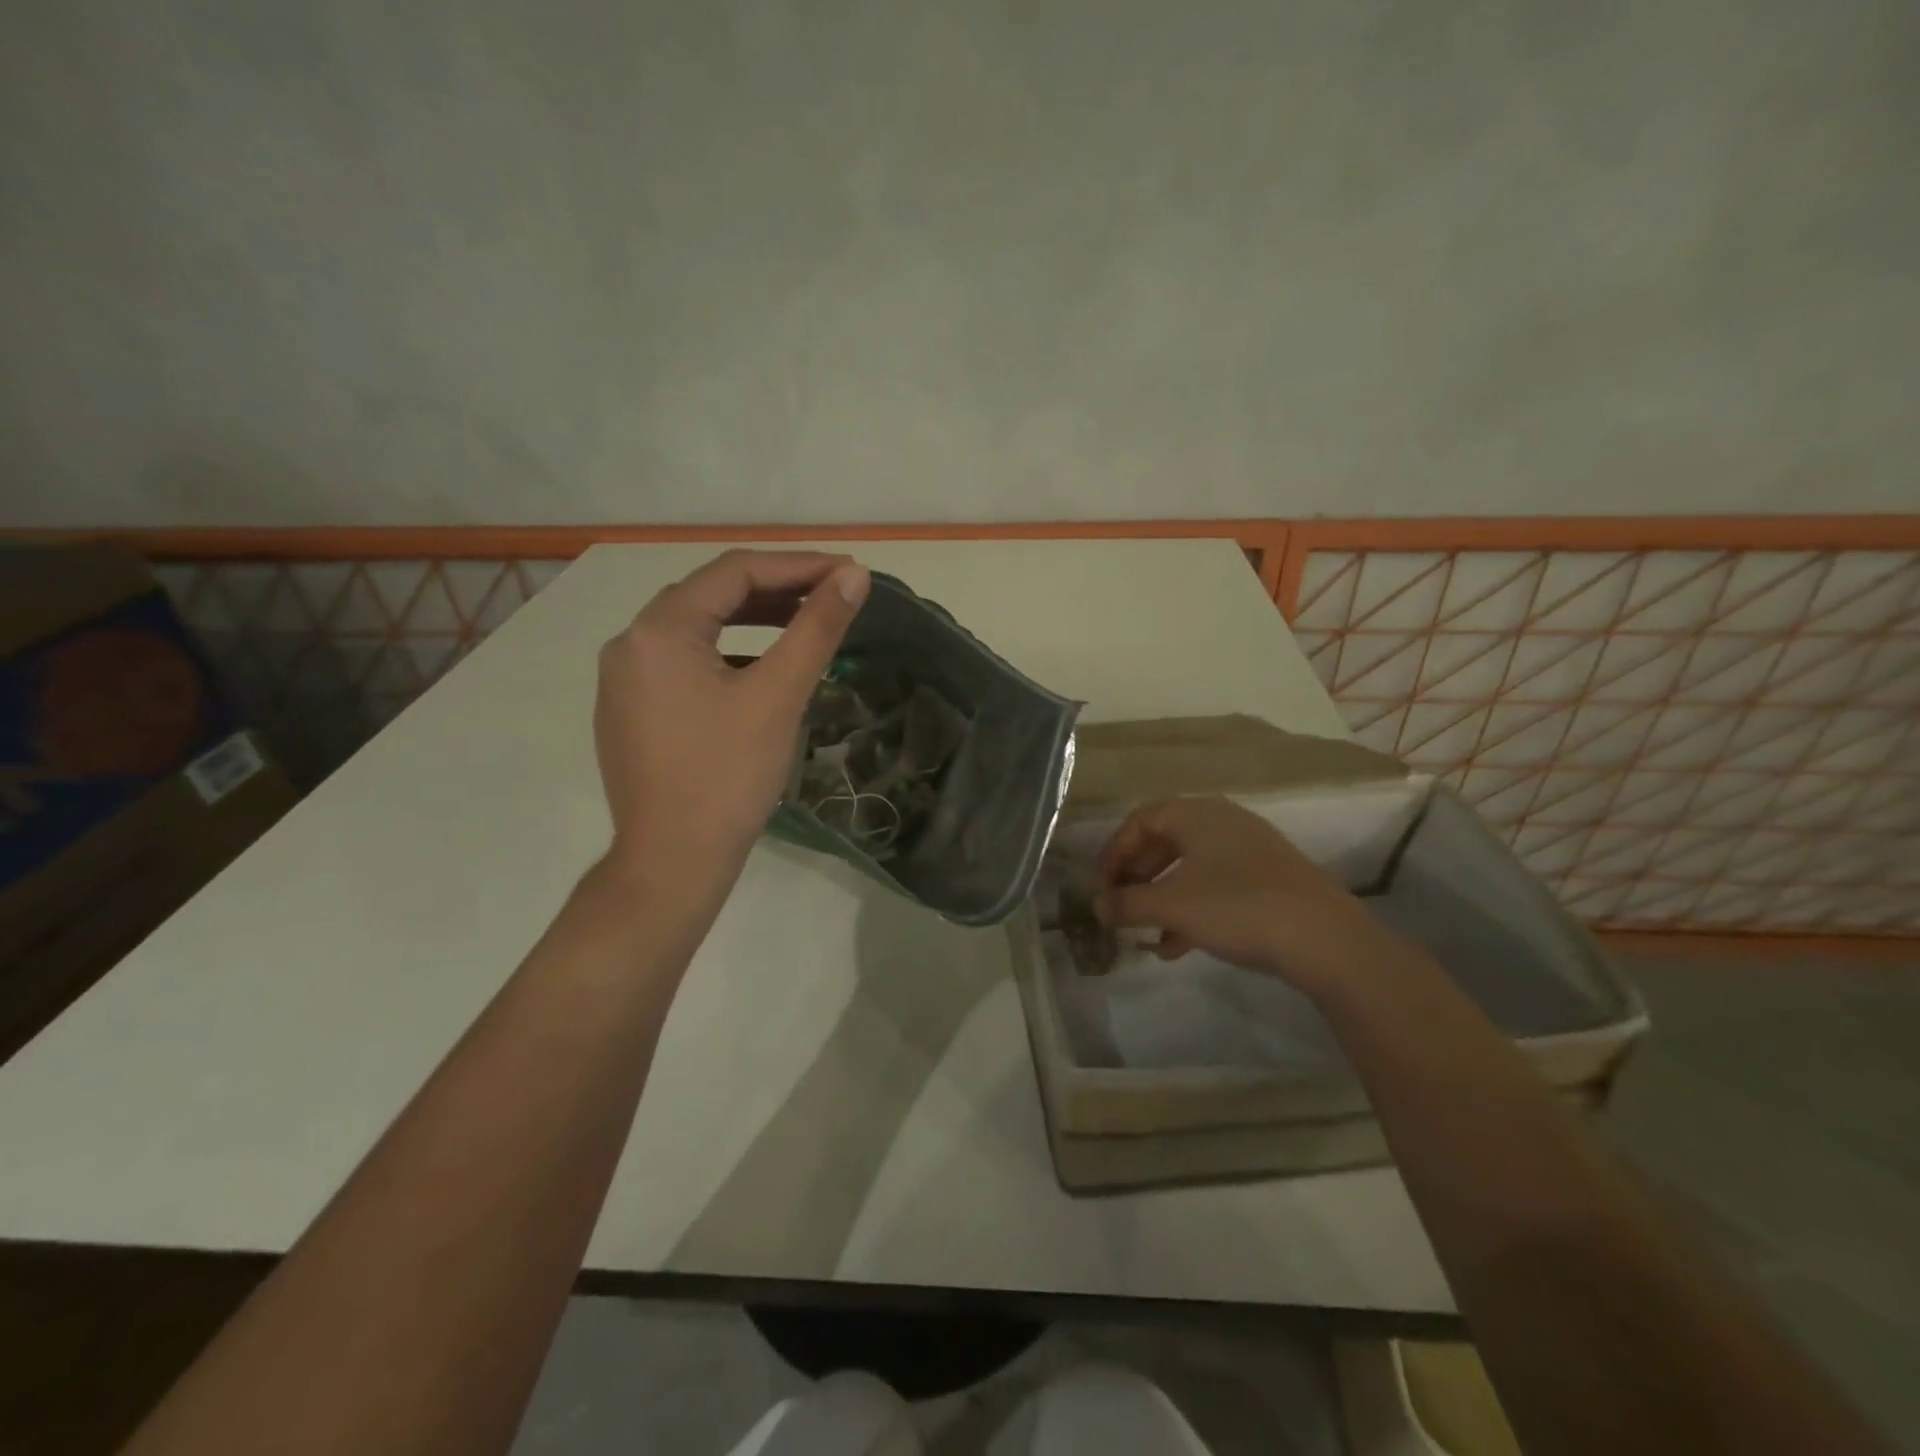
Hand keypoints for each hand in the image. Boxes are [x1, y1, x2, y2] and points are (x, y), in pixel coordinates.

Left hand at [594, 549, 869, 898]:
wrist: (672, 862)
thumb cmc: (727, 776)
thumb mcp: (778, 695)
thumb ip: (817, 628)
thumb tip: (854, 575)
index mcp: (659, 630)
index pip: (734, 572)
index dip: (797, 566)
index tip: (847, 573)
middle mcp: (630, 643)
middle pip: (710, 596)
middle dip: (774, 590)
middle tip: (829, 596)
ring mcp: (624, 680)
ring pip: (696, 630)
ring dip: (750, 620)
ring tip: (801, 625)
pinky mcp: (630, 711)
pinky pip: (683, 662)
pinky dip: (726, 654)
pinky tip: (758, 671)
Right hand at [1096, 796, 1389, 995]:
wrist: (1326, 940)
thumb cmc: (1237, 907)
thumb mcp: (1172, 905)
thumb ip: (1127, 903)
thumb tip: (1096, 905)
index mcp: (1196, 814)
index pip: (1139, 820)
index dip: (1113, 853)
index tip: (1099, 887)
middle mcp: (1222, 822)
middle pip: (1162, 842)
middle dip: (1135, 878)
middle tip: (1118, 908)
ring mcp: (1249, 850)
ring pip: (1188, 868)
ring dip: (1160, 899)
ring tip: (1144, 934)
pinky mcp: (1268, 880)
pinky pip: (1214, 885)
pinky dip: (1190, 909)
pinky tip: (1178, 946)